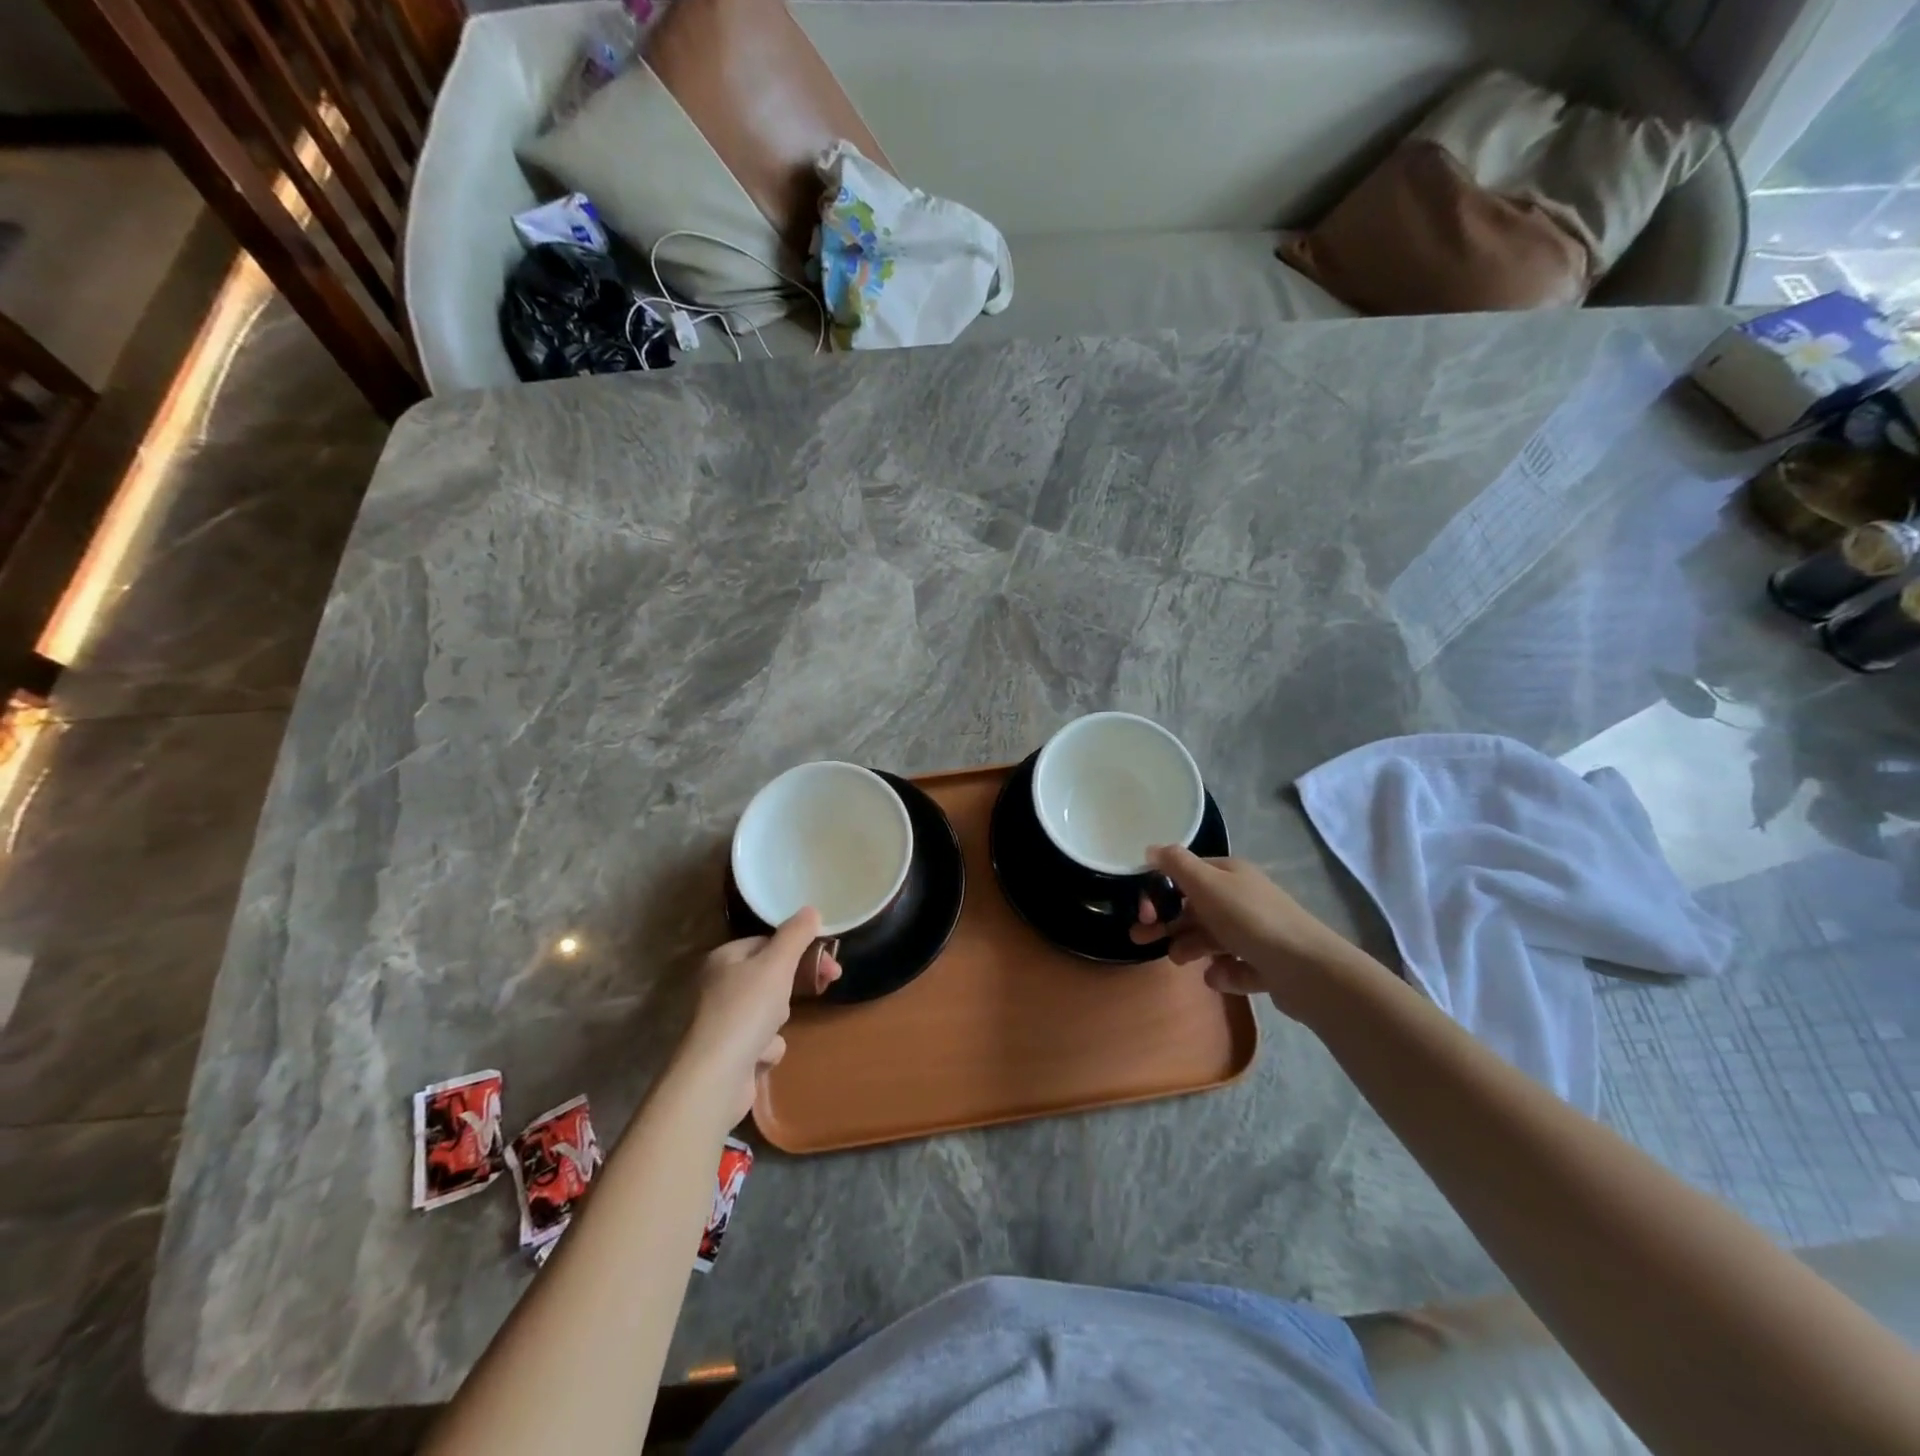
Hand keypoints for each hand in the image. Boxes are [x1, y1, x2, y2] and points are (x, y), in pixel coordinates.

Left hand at [681, 909, 840, 1124]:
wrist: (716, 1078)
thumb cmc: (746, 1010)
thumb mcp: (777, 964)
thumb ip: (796, 935)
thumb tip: (811, 910)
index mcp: (726, 958)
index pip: (768, 942)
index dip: (801, 949)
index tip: (829, 961)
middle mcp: (720, 985)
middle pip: (772, 975)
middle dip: (795, 983)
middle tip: (826, 984)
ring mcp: (724, 1020)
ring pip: (770, 1009)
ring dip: (779, 1019)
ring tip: (772, 1030)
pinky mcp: (730, 1051)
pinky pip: (762, 1040)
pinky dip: (767, 1047)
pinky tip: (761, 1055)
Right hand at [1130, 845, 1376, 1014]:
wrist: (1307, 969)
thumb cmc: (1250, 919)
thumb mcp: (1207, 884)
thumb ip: (1176, 865)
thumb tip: (1151, 849)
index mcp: (1230, 874)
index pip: (1186, 875)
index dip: (1160, 890)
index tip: (1144, 912)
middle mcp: (1242, 898)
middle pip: (1195, 909)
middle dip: (1168, 923)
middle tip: (1140, 940)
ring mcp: (1256, 932)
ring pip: (1211, 938)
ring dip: (1190, 947)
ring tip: (1182, 962)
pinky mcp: (1266, 965)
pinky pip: (1233, 966)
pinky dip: (1224, 972)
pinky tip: (1221, 976)